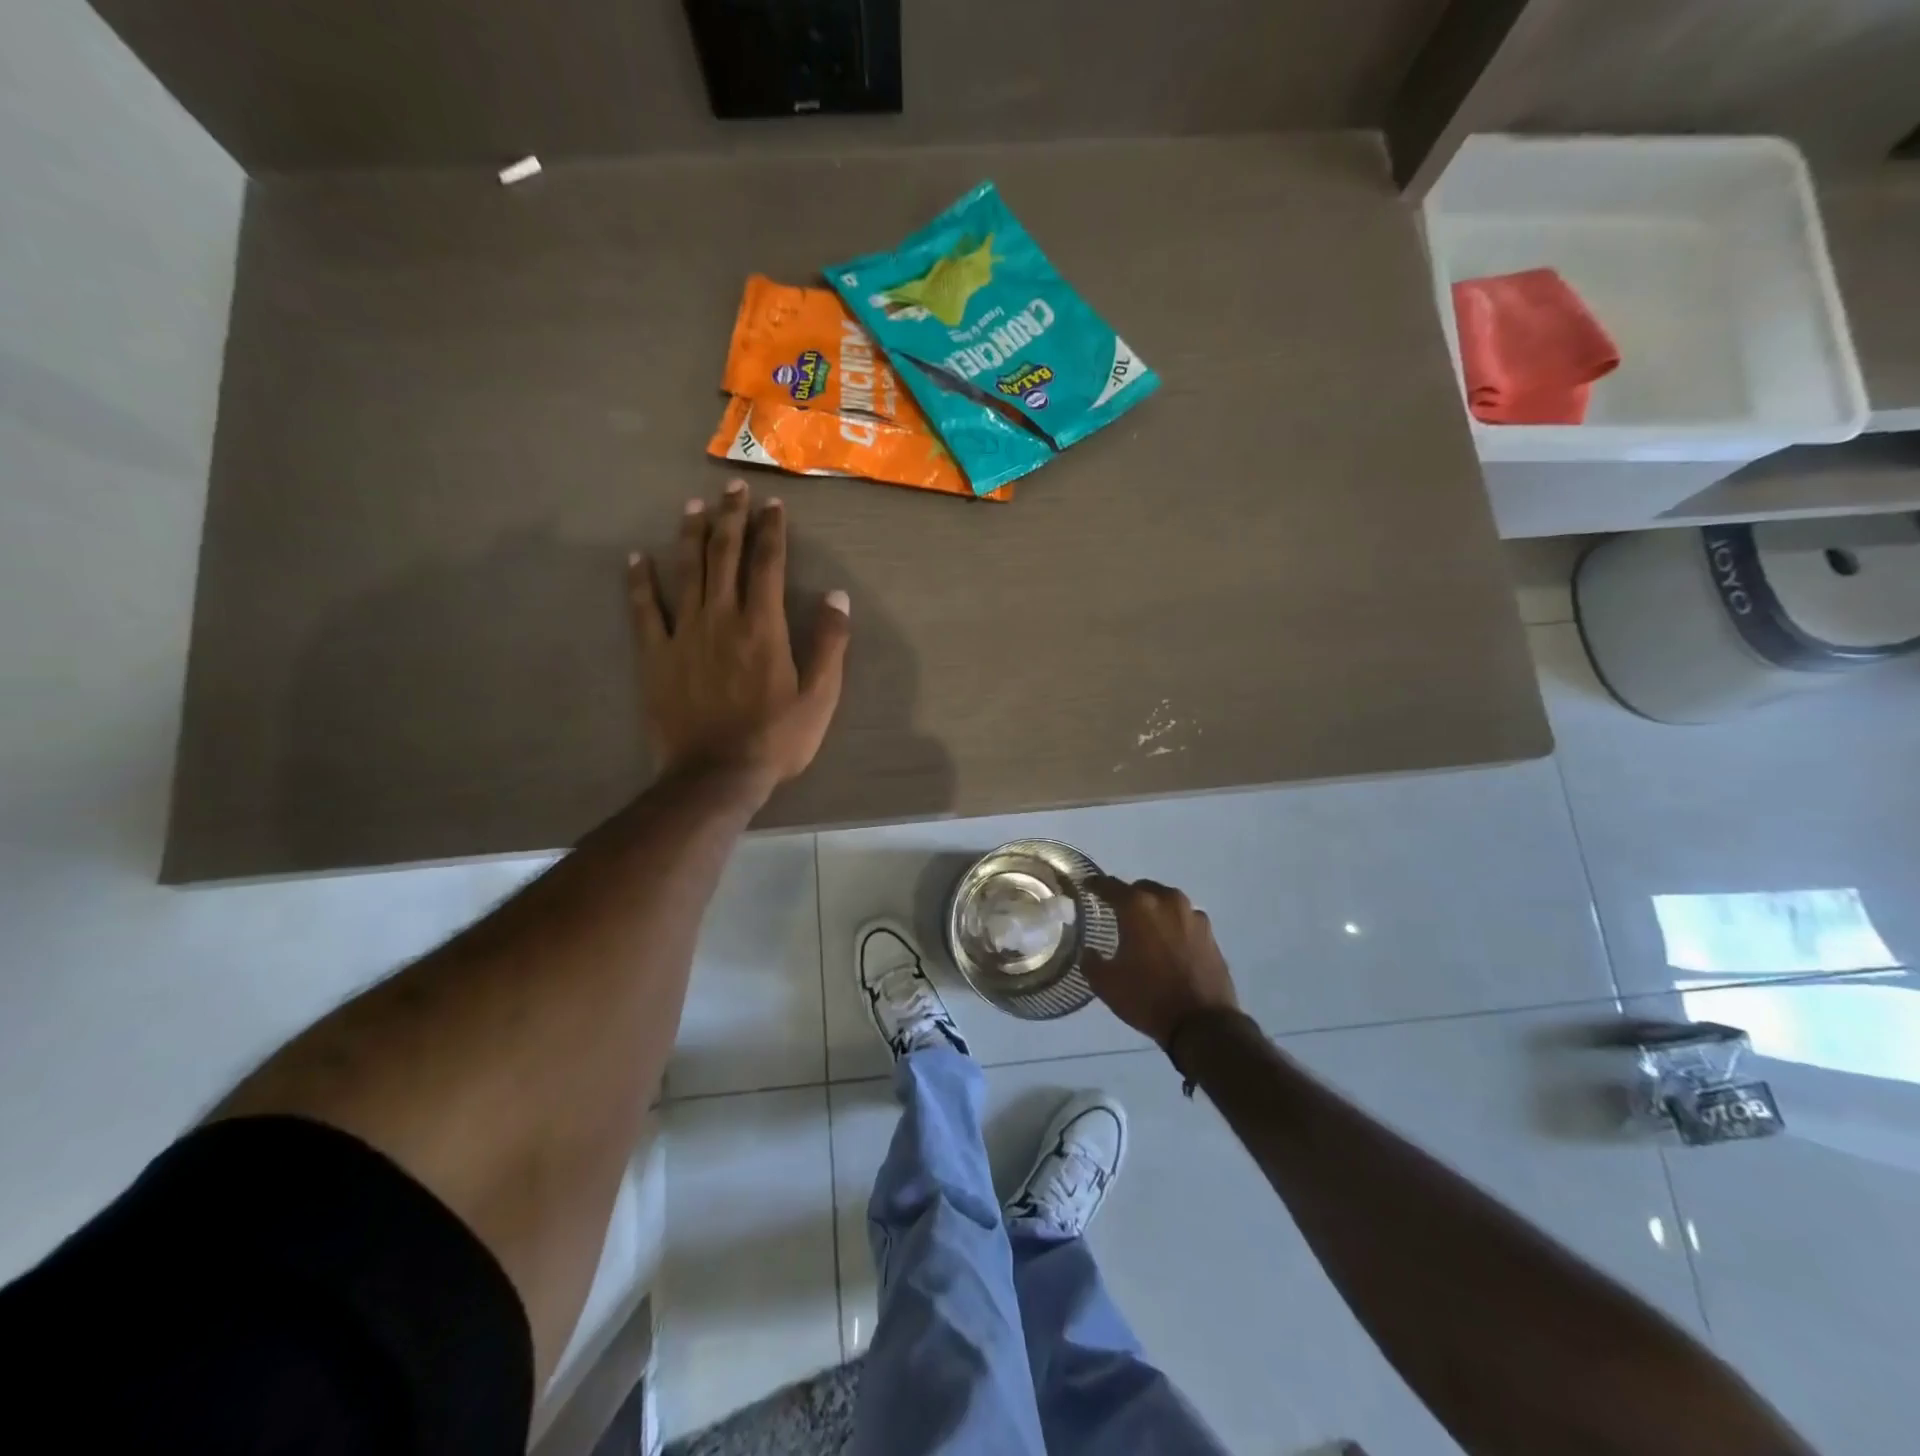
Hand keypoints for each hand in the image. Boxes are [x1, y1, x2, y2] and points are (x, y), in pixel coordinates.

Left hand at [629, 479, 849, 794]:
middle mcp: (722, 617)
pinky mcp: (655, 655)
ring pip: (685, 571)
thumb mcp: (820, 697)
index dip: (771, 531)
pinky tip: (636, 558)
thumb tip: (837, 596)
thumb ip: (830, 644)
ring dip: (690, 535)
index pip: (767, 564)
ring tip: (694, 506)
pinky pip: (644, 609)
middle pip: (724, 555)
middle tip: (734, 488)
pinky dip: (639, 581)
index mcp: (763, 626)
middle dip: (731, 517)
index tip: (773, 505)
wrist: (715, 775)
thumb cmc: (775, 739)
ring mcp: (684, 633)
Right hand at [1082, 876, 1239, 1047]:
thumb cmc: (1148, 997)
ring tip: (1144, 929)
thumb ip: (1091, 961)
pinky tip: (1168, 943)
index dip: (1096, 885)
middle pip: (1141, 889)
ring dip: (1153, 909)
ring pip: (1166, 901)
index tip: (1087, 887)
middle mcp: (1166, 901)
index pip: (1110, 886)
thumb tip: (1088, 952)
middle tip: (1117, 914)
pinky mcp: (1209, 932)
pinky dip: (1173, 925)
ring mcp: (1192, 915)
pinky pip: (1184, 919)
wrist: (1202, 1023)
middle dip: (1128, 897)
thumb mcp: (1106, 983)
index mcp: (1137, 906)